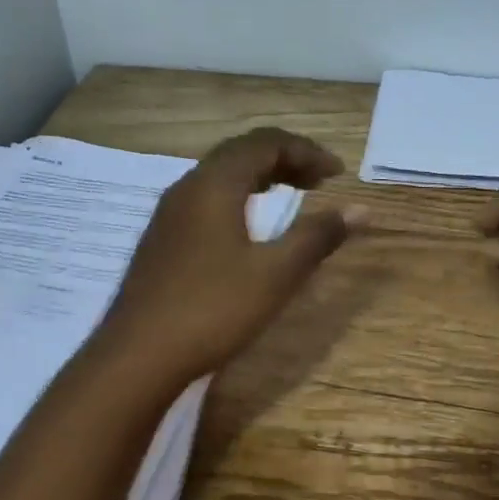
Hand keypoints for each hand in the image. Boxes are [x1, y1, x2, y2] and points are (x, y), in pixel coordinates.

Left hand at [98, 128, 356, 385]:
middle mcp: (188, 188)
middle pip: (240, 153)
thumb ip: (317, 237)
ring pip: (220, 177)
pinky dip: (238, 198)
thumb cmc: (213, 309)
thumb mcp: (276, 274)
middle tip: (320, 180)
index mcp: (215, 184)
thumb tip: (361, 209)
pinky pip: (206, 200)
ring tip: (290, 196)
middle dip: (285, 159)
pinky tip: (248, 229)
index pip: (265, 143)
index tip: (339, 173)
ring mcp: (169, 214)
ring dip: (260, 178)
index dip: (306, 151)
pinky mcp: (162, 240)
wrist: (137, 356)